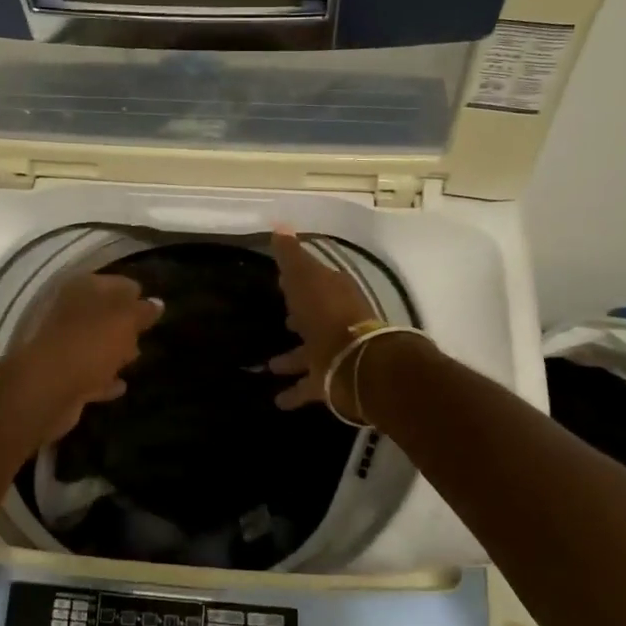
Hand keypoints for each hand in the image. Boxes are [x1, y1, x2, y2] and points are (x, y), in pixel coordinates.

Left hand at [15, 272, 163, 441]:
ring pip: (95, 343)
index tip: (153, 307)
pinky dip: (104, 378)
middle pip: (103, 313)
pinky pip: (90, 374)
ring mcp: (63, 345)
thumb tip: (157, 302)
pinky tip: (120, 385)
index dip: (135, 293)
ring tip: (136, 357)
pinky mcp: (63, 377)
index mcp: (82, 289)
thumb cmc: (91, 343)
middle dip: (124, 322)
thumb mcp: (125, 320)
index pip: (117, 283)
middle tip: (145, 332)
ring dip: (113, 350)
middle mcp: (69, 312)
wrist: (48, 389)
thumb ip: (143, 311)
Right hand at [267, 227, 375, 414]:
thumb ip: (291, 255)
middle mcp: (338, 321)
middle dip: (299, 318)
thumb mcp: (305, 277)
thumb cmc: (327, 314)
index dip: (298, 281)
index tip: (281, 282)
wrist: (356, 364)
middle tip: (282, 321)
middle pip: (315, 317)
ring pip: (310, 352)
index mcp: (334, 293)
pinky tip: (278, 400)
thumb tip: (280, 225)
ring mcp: (336, 353)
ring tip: (269, 366)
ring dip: (292, 358)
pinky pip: (310, 386)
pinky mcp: (333, 381)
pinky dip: (295, 392)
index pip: (315, 282)